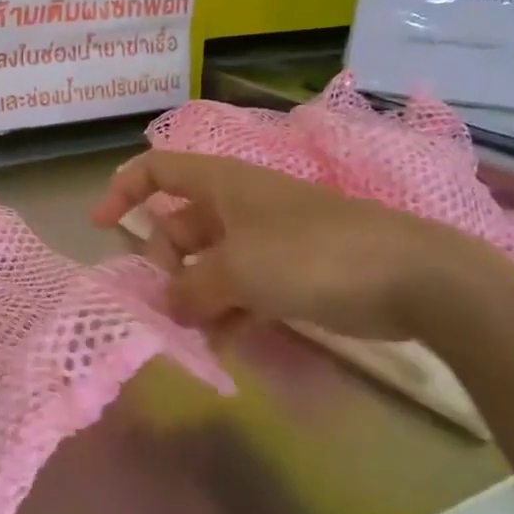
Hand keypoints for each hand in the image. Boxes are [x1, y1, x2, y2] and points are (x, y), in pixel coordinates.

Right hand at [93, 150, 488, 342]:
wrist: (412, 276)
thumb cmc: (312, 255)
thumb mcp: (237, 270)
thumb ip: (190, 290)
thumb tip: (165, 306)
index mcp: (222, 184)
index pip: (158, 170)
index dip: (123, 190)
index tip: (100, 227)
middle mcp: (239, 206)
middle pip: (179, 226)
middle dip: (163, 264)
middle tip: (162, 305)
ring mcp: (266, 239)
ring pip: (209, 263)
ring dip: (194, 296)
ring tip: (191, 334)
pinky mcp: (291, 271)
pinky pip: (241, 287)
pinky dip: (228, 311)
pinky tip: (224, 344)